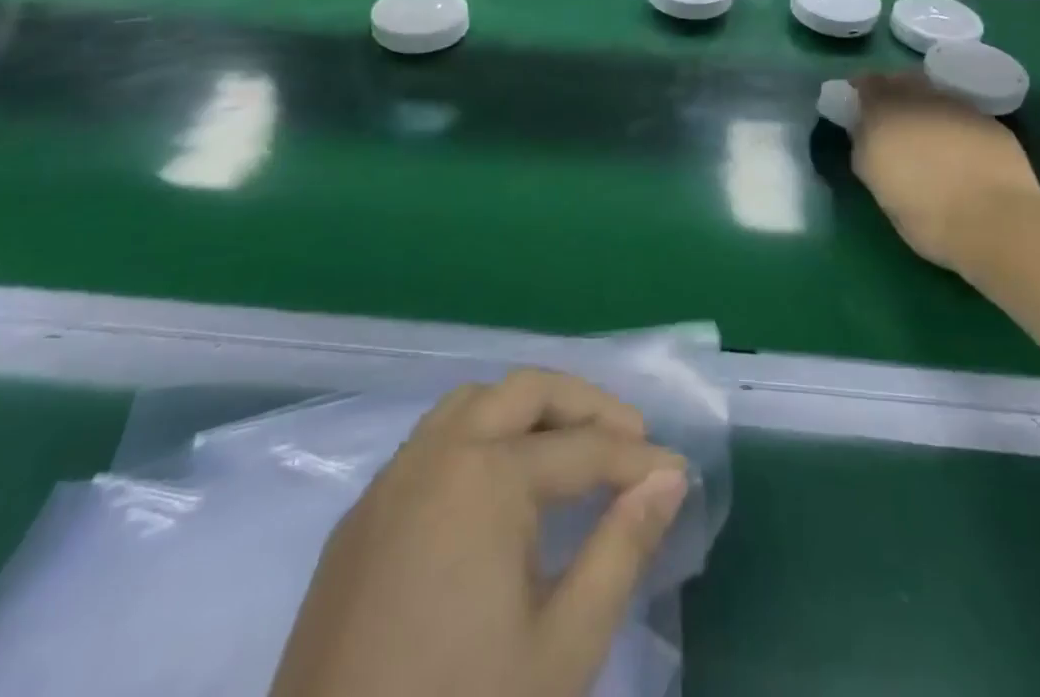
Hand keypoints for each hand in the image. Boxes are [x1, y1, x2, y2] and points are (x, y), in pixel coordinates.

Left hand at [269, 369, 689, 696]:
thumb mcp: (563, 648)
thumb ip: (622, 550)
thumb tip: (667, 479)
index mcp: (488, 475)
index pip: (584, 449)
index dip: (638, 460)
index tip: (677, 471)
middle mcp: (438, 452)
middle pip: (526, 391)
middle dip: (584, 404)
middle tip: (630, 436)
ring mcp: (392, 478)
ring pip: (473, 401)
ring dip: (527, 409)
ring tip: (567, 446)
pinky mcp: (362, 515)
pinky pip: (433, 438)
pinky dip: (480, 433)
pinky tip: (496, 483)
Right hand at [851, 73, 1039, 270]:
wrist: (996, 222)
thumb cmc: (924, 212)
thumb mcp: (877, 184)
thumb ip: (865, 147)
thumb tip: (864, 130)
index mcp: (885, 113)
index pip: (867, 83)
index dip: (862, 91)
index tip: (858, 105)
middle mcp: (921, 100)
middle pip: (902, 79)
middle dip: (894, 91)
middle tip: (891, 117)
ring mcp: (959, 107)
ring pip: (935, 94)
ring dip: (926, 106)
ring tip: (927, 134)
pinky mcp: (991, 122)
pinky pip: (963, 113)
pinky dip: (954, 123)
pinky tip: (958, 148)